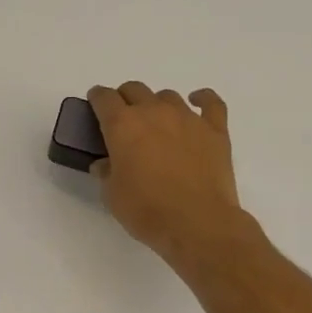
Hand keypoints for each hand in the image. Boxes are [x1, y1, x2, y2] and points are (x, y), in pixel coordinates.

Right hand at [87, 83, 250, 269]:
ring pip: (167, 96)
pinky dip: (202, 99)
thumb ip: (106, 173)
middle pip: (135, 89)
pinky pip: (210, 102)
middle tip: (124, 121)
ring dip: (157, 104)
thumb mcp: (112, 196)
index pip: (104, 98)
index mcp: (123, 125)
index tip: (96, 106)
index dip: (97, 99)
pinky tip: (197, 102)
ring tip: (157, 124)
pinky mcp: (215, 130)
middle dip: (125, 99)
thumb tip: (105, 164)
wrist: (197, 223)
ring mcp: (187, 118)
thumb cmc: (147, 211)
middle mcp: (154, 112)